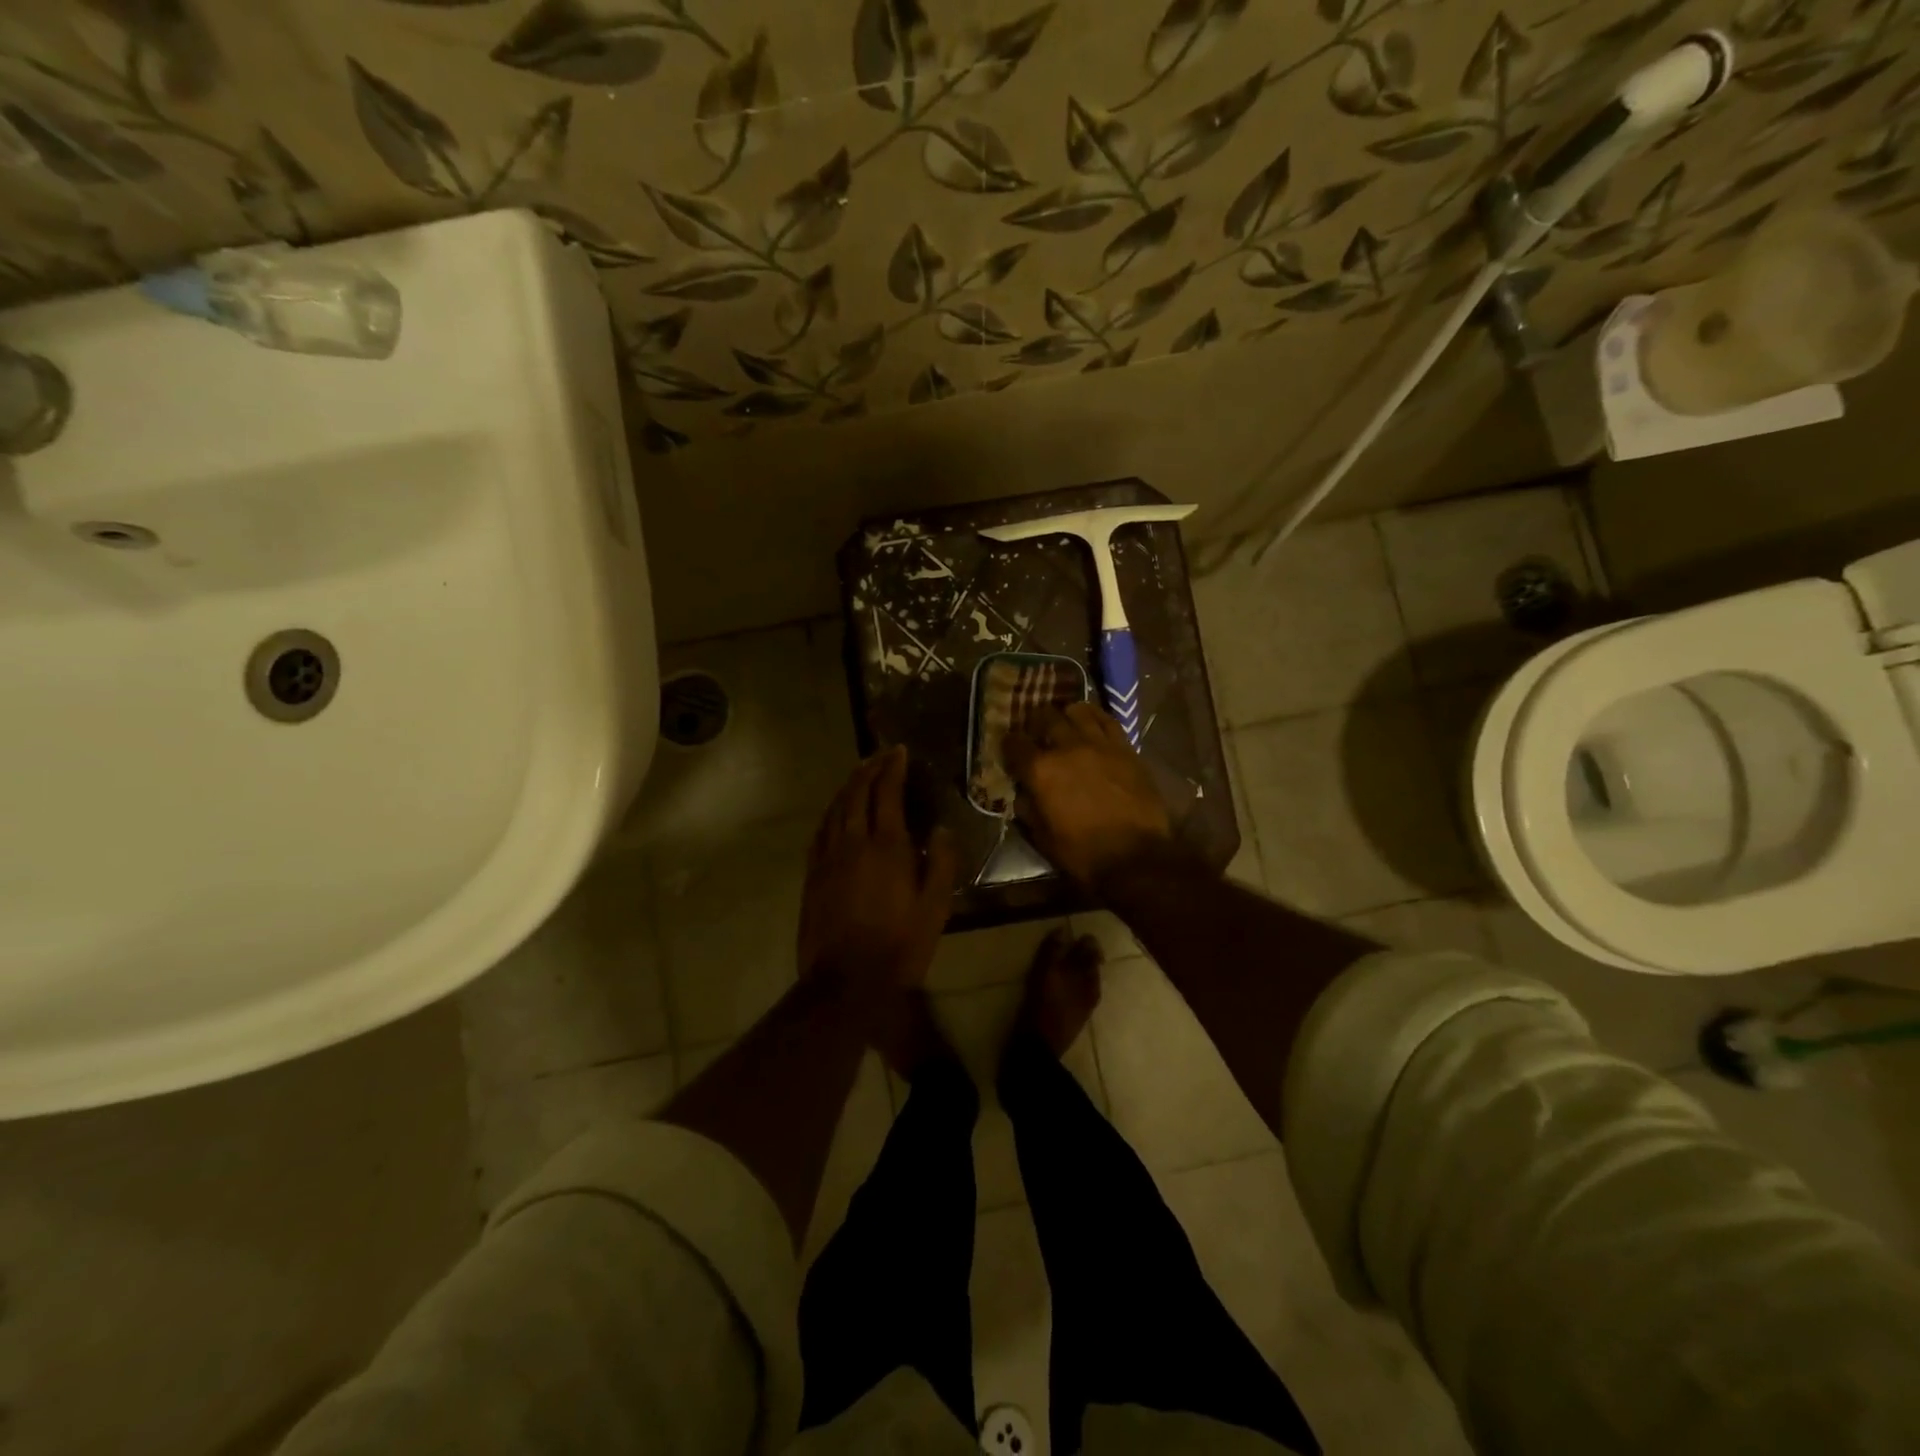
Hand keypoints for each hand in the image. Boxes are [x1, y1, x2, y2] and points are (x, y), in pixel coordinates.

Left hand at [797, 747, 956, 999]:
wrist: (846, 982)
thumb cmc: (899, 946)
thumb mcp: (935, 908)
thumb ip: (940, 863)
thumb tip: (940, 829)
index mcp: (887, 847)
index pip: (887, 793)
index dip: (893, 768)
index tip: (900, 751)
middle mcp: (854, 843)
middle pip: (857, 794)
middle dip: (869, 769)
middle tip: (881, 755)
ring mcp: (828, 858)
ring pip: (835, 809)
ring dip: (848, 786)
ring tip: (859, 773)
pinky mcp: (813, 875)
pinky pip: (820, 832)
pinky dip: (830, 813)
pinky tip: (835, 812)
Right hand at [1004, 702, 1173, 889]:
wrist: (1136, 858)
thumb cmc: (1083, 854)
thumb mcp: (1043, 838)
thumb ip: (1028, 809)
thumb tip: (1023, 793)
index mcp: (1041, 771)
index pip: (1015, 744)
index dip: (1008, 744)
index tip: (1009, 748)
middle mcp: (1067, 748)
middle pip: (1045, 717)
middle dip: (1035, 722)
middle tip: (1036, 731)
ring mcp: (1099, 744)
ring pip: (1078, 711)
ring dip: (1066, 714)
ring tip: (1065, 722)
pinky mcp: (1125, 748)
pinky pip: (1108, 721)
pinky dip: (1095, 717)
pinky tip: (1091, 722)